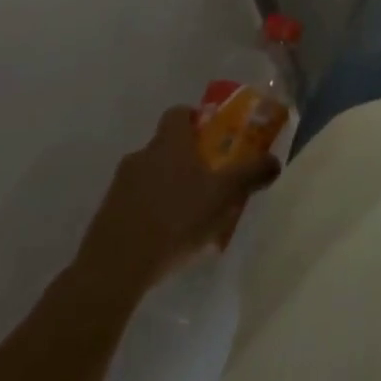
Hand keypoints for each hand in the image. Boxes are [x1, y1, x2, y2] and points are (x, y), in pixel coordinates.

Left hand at [75, 106, 280, 287]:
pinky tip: (164, 237)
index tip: (212, 136)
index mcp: (170, 142)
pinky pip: (134, 203)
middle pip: (165, 145)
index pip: (179, 113)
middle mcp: (141, 155)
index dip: (195, 119)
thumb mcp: (224, 194)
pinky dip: (150, 211)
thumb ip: (251, 173)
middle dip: (185, 158)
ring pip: (149, 175)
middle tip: (208, 179)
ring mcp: (119, 186)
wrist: (115, 267)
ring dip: (166, 187)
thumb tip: (274, 160)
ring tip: (187, 214)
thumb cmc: (176, 218)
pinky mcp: (106, 215)